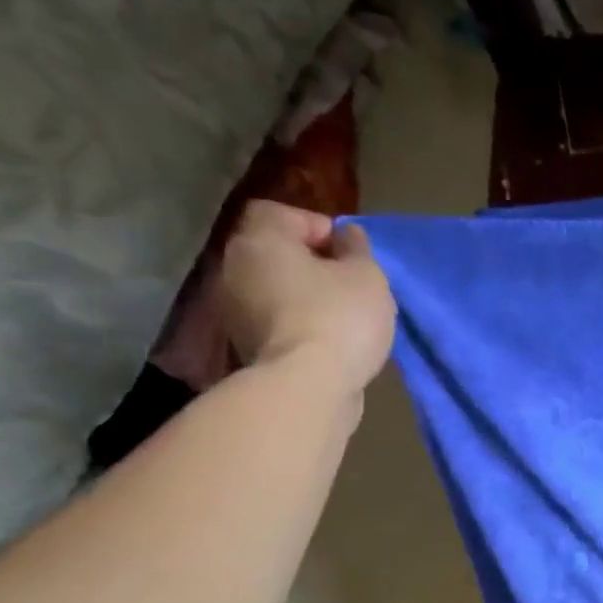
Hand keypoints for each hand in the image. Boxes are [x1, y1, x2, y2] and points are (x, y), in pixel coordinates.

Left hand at [214, 200, 396, 402]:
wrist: (308, 388)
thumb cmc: (339, 319)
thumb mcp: (367, 276)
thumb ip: (357, 249)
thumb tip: (347, 236)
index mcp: (260, 240)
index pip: (279, 213)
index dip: (315, 225)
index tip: (346, 252)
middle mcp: (235, 269)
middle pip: (274, 254)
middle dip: (310, 265)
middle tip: (347, 285)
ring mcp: (235, 313)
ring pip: (275, 292)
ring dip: (304, 300)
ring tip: (341, 319)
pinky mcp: (246, 349)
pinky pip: (276, 325)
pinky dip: (298, 328)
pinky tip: (327, 345)